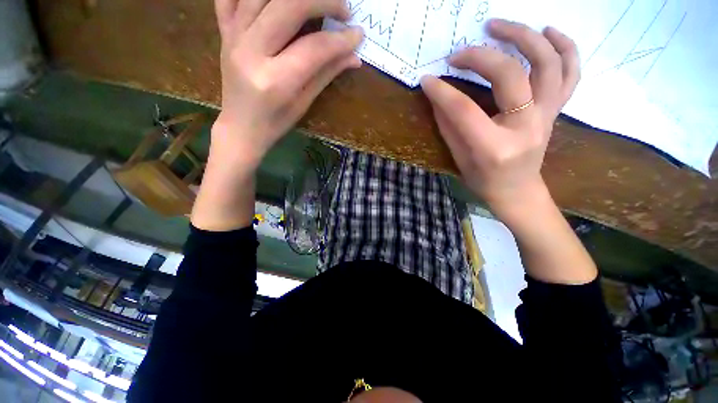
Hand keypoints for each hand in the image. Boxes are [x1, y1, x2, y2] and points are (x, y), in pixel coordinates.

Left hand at [193, 0, 363, 231]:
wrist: (240, 128)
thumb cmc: (276, 123)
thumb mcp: (304, 103)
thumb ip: (327, 74)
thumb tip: (354, 57)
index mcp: (276, 81)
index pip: (314, 48)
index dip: (341, 39)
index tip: (358, 34)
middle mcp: (250, 52)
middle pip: (288, 6)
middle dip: (322, 0)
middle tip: (343, 9)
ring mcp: (232, 37)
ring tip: (315, 1)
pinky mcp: (224, 32)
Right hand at [421, 19, 578, 220]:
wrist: (517, 192)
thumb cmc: (483, 180)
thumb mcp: (458, 158)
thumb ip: (449, 126)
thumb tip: (438, 95)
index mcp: (495, 147)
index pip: (465, 110)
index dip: (442, 92)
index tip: (426, 80)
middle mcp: (527, 127)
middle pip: (510, 76)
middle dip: (481, 57)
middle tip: (459, 52)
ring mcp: (547, 116)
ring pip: (548, 63)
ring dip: (525, 36)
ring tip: (499, 25)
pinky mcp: (556, 110)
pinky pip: (571, 73)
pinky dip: (565, 47)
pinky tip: (548, 32)